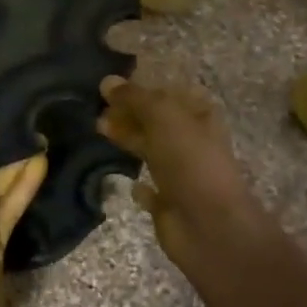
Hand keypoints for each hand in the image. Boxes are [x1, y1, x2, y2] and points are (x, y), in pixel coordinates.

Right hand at [96, 76, 257, 263]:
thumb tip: (107, 81)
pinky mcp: (170, 203)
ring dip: (128, 140)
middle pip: (156, 121)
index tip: (109, 88)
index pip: (168, 94)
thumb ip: (135, 98)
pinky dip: (138, 185)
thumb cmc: (190, 161)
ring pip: (151, 151)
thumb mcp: (163, 117)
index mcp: (199, 116)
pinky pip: (150, 190)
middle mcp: (192, 141)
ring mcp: (182, 174)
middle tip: (96, 109)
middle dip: (129, 114)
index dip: (141, 89)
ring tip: (98, 130)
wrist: (209, 225)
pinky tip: (124, 180)